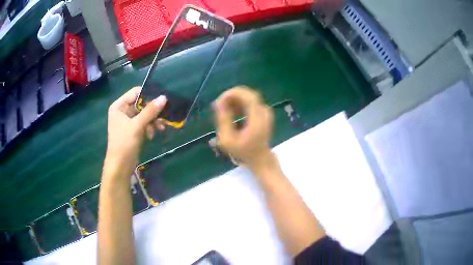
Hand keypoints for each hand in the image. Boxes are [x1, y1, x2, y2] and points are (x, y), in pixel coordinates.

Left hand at [105, 87, 166, 176]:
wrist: (120, 165)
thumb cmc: (124, 143)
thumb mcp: (137, 125)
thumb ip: (150, 111)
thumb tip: (164, 97)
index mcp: (119, 106)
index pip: (135, 92)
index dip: (148, 95)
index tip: (161, 100)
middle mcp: (123, 110)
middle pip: (141, 103)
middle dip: (152, 111)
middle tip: (164, 116)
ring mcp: (128, 120)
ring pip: (144, 114)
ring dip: (153, 120)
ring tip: (160, 128)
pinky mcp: (133, 129)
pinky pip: (144, 122)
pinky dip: (149, 126)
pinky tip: (153, 134)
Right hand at [214, 86, 273, 170]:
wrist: (260, 158)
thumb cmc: (243, 151)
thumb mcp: (228, 139)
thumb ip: (223, 120)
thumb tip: (218, 103)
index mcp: (258, 119)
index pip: (247, 96)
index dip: (232, 94)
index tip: (219, 102)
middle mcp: (264, 112)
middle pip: (248, 94)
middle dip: (232, 96)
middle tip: (219, 106)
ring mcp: (265, 111)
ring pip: (248, 97)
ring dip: (235, 100)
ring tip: (224, 112)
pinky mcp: (264, 112)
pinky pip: (251, 101)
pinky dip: (240, 104)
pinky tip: (233, 113)